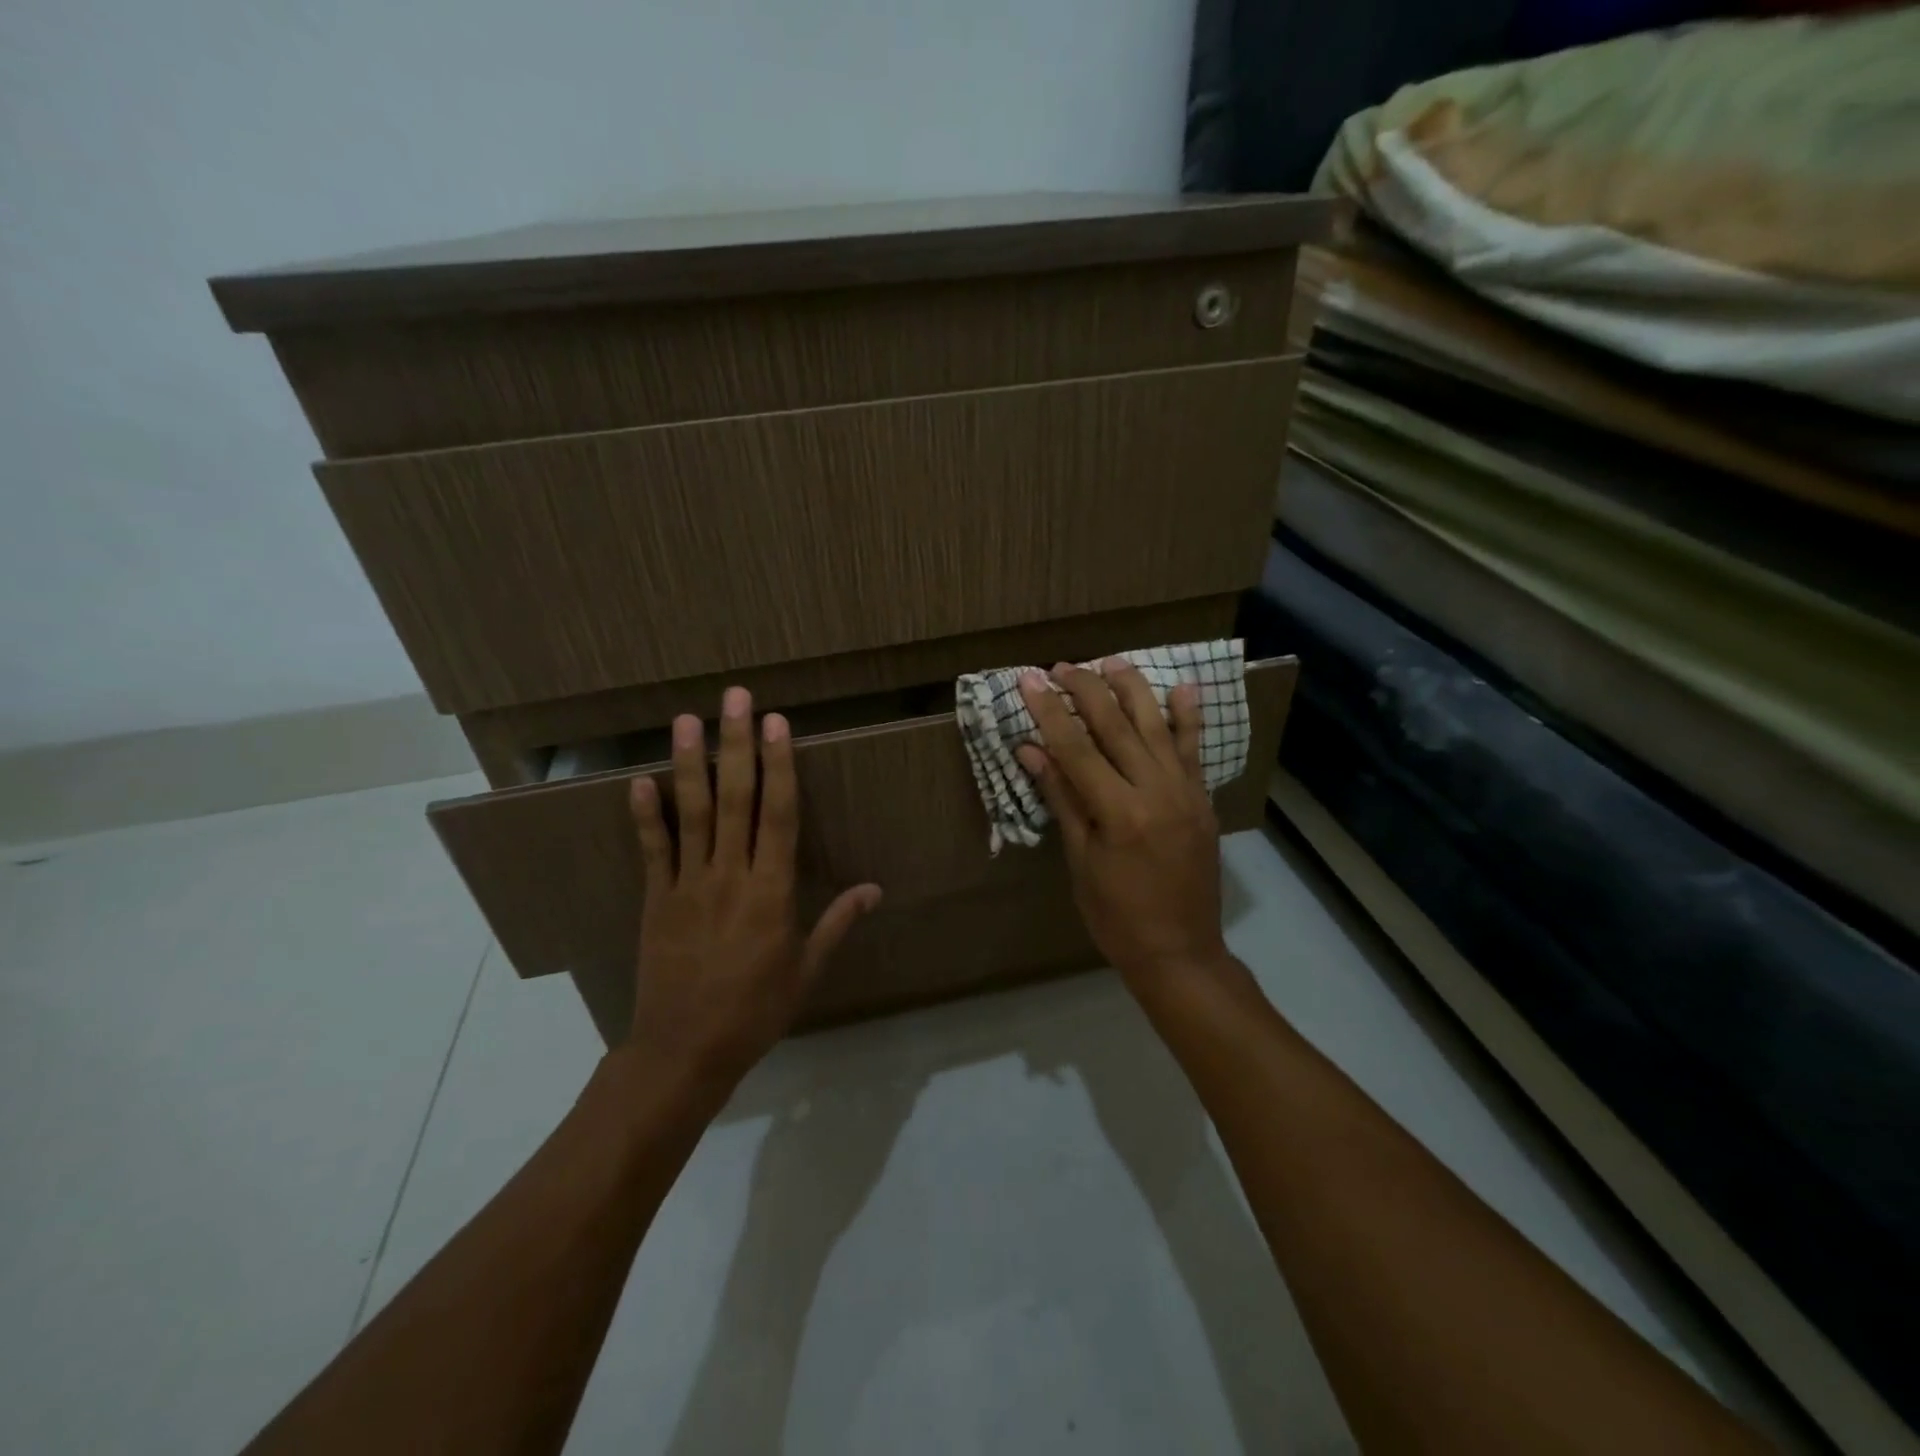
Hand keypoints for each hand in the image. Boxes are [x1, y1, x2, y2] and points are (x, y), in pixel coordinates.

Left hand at [622, 687, 881, 1091]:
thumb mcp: (808, 970)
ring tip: (685, 719)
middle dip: (737, 744)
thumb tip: (875, 889)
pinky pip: (652, 850)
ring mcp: (688, 884)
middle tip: (735, 699)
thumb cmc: (756, 1010)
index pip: (779, 815)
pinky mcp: (655, 899)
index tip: (777, 724)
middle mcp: (730, 875)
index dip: (780, 765)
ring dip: (689, 763)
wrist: (685, 1051)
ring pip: (692, 813)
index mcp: (772, 891)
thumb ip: (838, 923)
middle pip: (735, 799)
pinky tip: (640, 781)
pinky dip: (646, 815)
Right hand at [1015, 661, 1231, 996]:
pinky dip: (1188, 717)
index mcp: (1119, 812)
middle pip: (1116, 726)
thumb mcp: (1080, 859)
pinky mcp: (1202, 799)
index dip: (1050, 711)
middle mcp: (1156, 791)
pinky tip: (1183, 686)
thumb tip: (1032, 751)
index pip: (1077, 748)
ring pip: (1157, 727)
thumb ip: (1062, 798)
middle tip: (1061, 666)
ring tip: (1111, 661)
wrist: (1179, 951)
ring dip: (1132, 689)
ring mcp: (1185, 792)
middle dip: (1086, 690)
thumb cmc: (1116, 915)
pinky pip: (1193, 750)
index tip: (1030, 680)